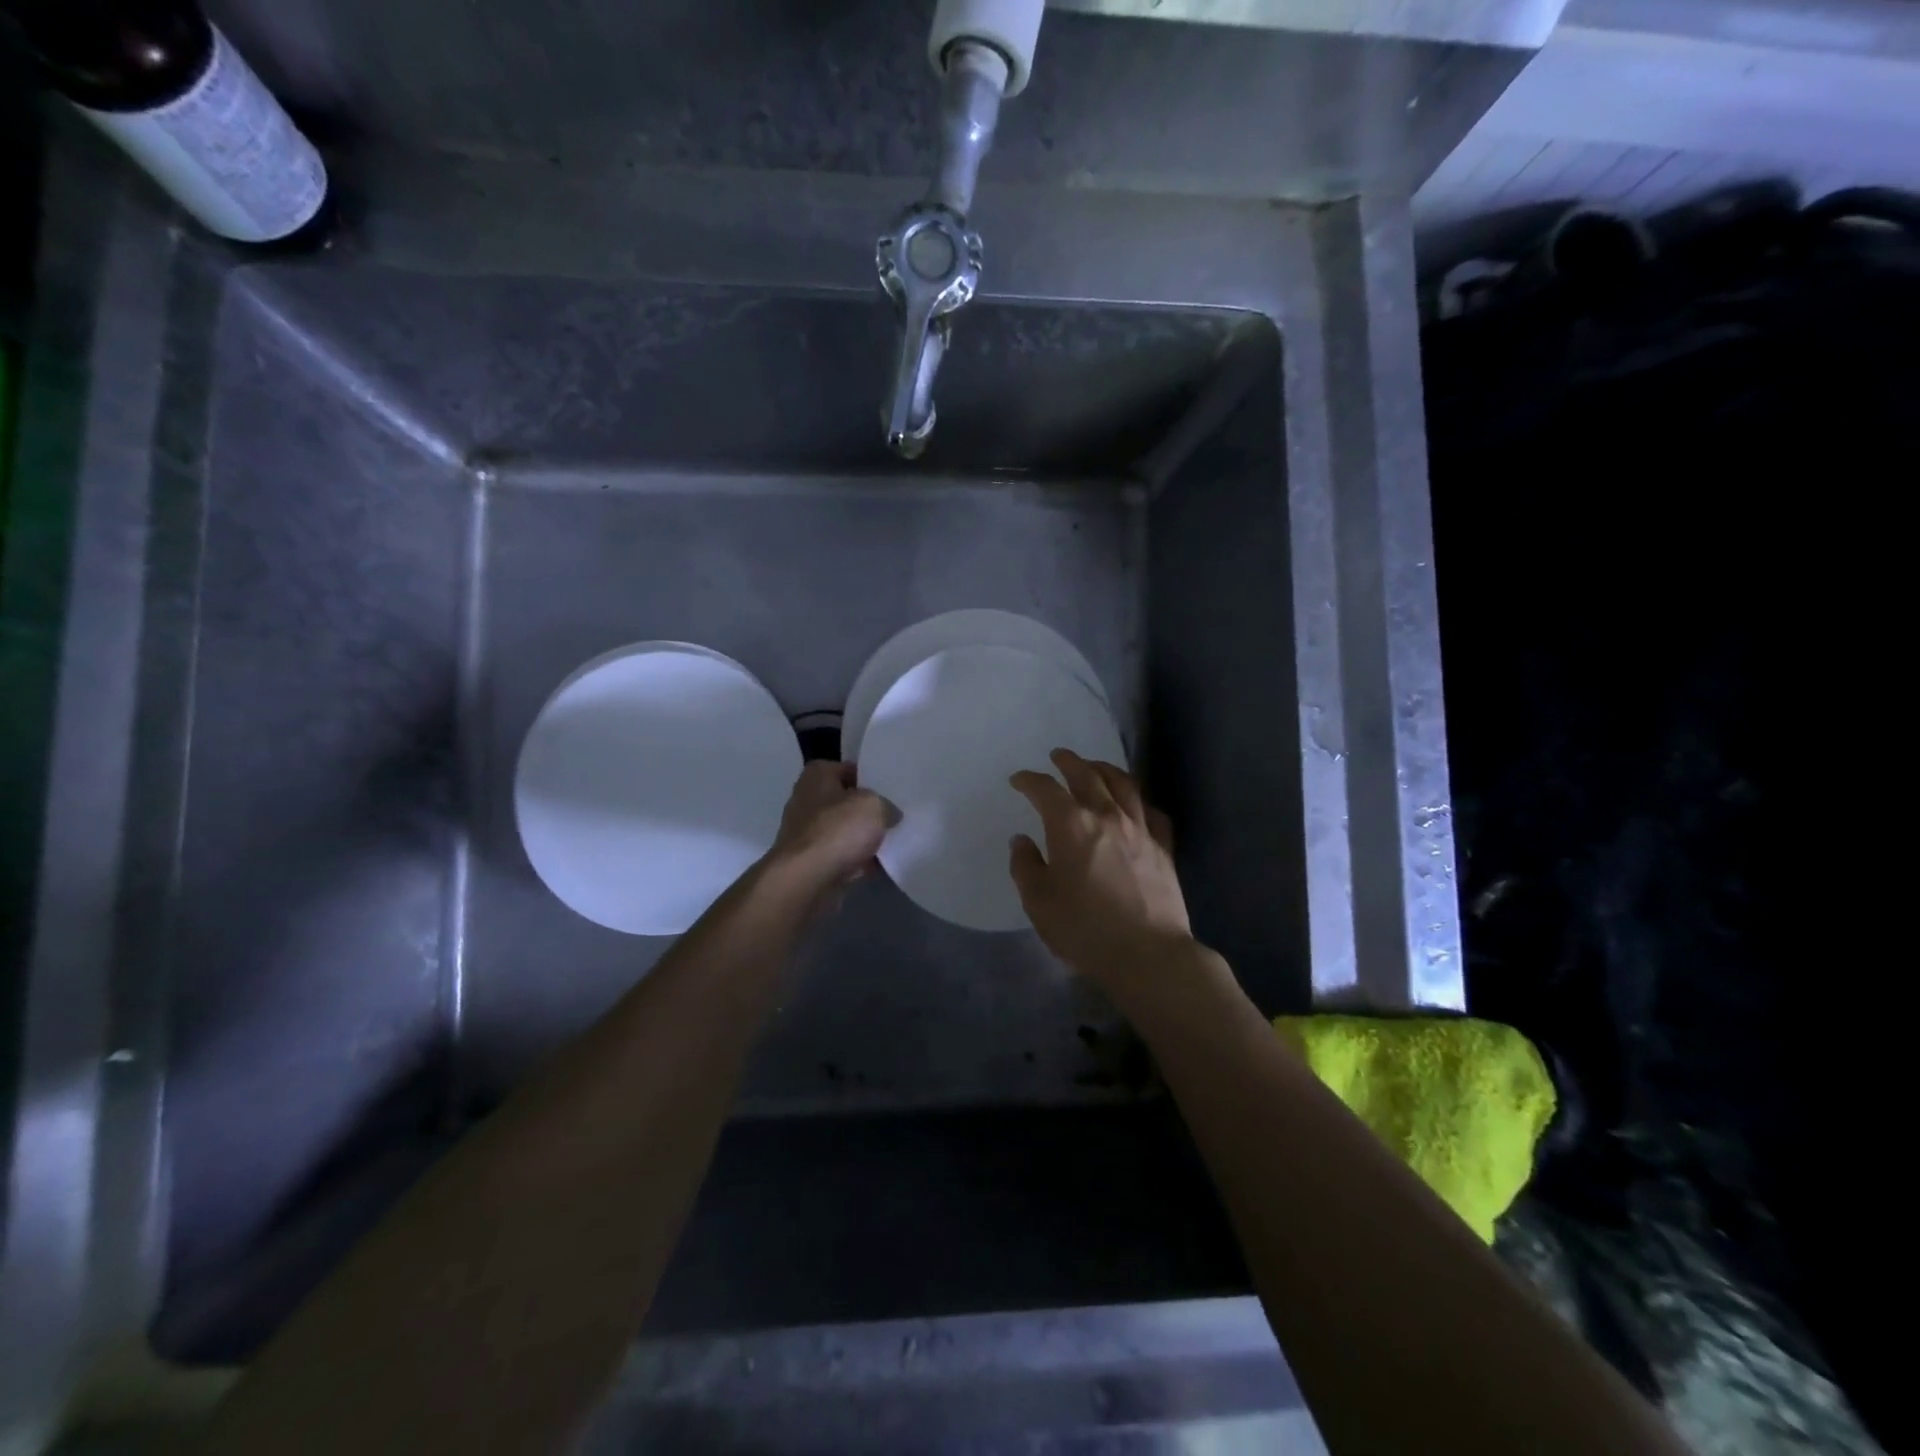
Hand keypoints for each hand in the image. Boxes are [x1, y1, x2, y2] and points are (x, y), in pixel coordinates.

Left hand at [764, 761, 895, 897]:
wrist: (806, 880)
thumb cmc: (837, 830)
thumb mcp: (874, 805)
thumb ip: (886, 805)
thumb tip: (889, 814)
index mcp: (817, 776)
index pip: (848, 768)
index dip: (871, 777)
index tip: (892, 789)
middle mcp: (807, 800)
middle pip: (846, 801)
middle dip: (869, 809)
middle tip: (896, 814)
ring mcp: (807, 833)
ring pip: (845, 830)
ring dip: (864, 837)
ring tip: (894, 840)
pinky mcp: (811, 861)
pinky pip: (842, 855)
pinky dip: (858, 860)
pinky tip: (881, 865)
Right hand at [1008, 750, 1193, 990]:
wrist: (1147, 953)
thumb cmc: (1084, 928)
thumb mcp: (1038, 901)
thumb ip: (1025, 866)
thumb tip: (1021, 841)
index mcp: (1070, 824)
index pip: (1045, 789)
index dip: (1029, 780)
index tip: (1019, 780)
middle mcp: (1106, 815)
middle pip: (1087, 775)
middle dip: (1069, 762)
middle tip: (1058, 756)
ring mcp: (1139, 828)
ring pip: (1123, 785)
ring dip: (1105, 770)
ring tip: (1095, 767)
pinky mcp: (1163, 847)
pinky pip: (1151, 812)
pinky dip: (1139, 801)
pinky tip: (1135, 804)